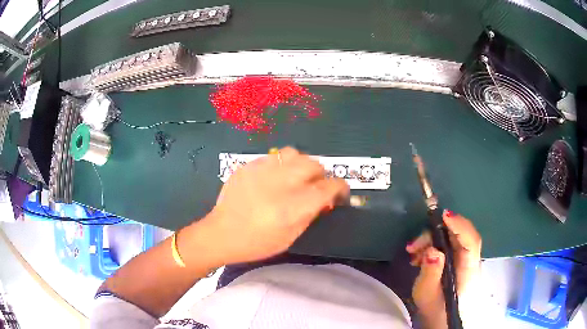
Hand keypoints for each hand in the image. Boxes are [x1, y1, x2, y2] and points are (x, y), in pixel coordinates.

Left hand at [199, 147, 348, 265]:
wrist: (222, 233)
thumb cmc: (258, 242)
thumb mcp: (291, 235)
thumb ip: (311, 213)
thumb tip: (325, 198)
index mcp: (295, 205)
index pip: (329, 186)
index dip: (340, 188)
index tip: (339, 193)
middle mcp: (282, 183)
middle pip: (314, 165)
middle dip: (320, 175)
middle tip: (314, 187)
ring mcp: (263, 170)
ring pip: (295, 153)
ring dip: (301, 164)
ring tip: (295, 177)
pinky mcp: (249, 165)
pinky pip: (273, 156)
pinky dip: (280, 165)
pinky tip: (273, 177)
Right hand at [406, 211, 481, 328]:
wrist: (441, 318)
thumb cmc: (435, 309)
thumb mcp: (427, 294)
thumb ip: (431, 273)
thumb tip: (432, 251)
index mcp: (468, 269)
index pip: (471, 241)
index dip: (459, 225)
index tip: (443, 216)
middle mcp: (471, 260)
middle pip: (459, 235)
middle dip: (435, 233)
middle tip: (414, 244)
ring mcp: (465, 259)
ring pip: (452, 238)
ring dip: (431, 240)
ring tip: (412, 252)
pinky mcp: (458, 260)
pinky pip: (448, 245)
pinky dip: (432, 245)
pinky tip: (419, 256)